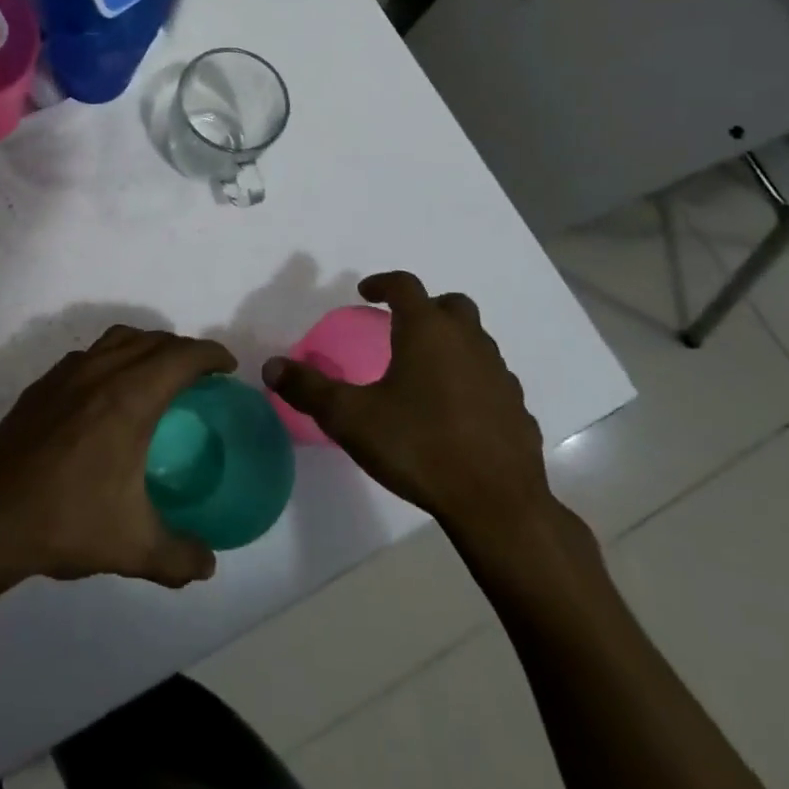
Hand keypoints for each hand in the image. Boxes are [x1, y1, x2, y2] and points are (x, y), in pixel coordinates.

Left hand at [0, 327, 236, 590]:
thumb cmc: (66, 521)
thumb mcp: (134, 548)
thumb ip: (180, 557)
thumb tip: (208, 564)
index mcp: (129, 398)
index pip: (181, 356)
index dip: (210, 355)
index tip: (227, 368)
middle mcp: (99, 372)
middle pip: (151, 340)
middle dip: (182, 349)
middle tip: (200, 376)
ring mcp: (65, 375)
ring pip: (116, 340)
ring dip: (145, 346)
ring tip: (157, 375)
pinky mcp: (41, 386)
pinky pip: (88, 355)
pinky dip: (111, 358)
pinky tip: (107, 396)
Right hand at [264, 271, 553, 553]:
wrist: (497, 505)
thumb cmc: (418, 447)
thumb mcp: (349, 418)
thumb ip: (308, 389)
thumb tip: (271, 366)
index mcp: (427, 331)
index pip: (405, 286)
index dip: (383, 283)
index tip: (365, 293)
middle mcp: (468, 342)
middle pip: (450, 305)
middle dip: (424, 308)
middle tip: (399, 326)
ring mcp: (499, 375)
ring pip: (475, 340)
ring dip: (450, 343)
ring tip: (423, 370)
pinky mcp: (517, 409)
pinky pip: (490, 378)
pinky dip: (471, 379)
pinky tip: (453, 410)